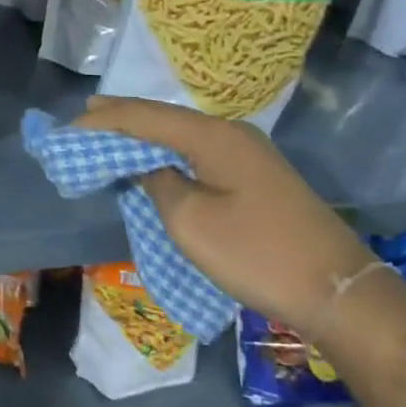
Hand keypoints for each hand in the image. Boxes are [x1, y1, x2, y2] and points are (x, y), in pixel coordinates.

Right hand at [76, 96, 374, 334]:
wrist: (337, 289)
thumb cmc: (256, 254)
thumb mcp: (191, 222)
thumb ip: (158, 184)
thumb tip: (150, 168)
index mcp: (212, 136)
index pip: (145, 117)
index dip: (105, 120)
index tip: (68, 125)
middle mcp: (231, 133)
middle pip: (165, 118)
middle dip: (123, 117)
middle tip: (84, 116)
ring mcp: (249, 153)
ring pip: (183, 134)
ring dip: (145, 134)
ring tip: (110, 130)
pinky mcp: (257, 175)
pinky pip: (199, 151)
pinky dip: (168, 151)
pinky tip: (155, 157)